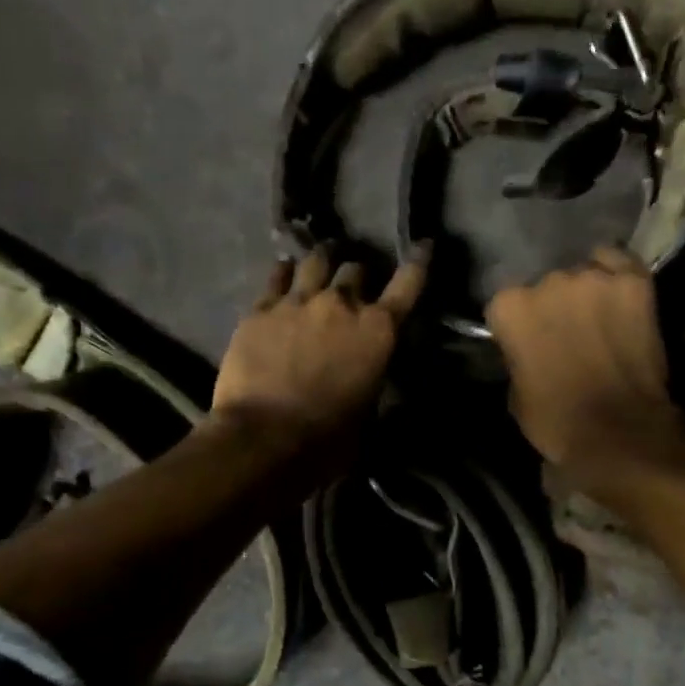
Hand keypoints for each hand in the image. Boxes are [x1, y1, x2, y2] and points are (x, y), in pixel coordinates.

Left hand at [209, 245, 427, 478]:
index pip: (408, 284)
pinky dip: (285, 273)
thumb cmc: (327, 439)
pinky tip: (284, 274)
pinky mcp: (261, 308)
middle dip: (357, 275)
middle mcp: (342, 305)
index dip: (418, 263)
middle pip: (356, 269)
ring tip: (318, 267)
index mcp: (378, 331)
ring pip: (316, 261)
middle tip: (351, 285)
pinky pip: (277, 275)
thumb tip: (370, 369)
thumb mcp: (368, 411)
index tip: (424, 246)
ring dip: (322, 263)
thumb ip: (372, 376)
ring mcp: (298, 301)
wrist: (264, 438)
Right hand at [486, 247, 684, 490]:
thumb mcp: (516, 393)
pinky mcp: (634, 280)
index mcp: (510, 307)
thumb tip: (529, 348)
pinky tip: (619, 299)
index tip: (528, 344)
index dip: (518, 327)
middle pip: (546, 285)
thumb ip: (518, 357)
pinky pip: (618, 263)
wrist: (620, 431)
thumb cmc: (557, 421)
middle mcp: (547, 281)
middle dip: (553, 307)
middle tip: (567, 335)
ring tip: (598, 320)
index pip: (506, 305)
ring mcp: (593, 277)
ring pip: (583, 273)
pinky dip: (616, 278)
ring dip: (586, 294)